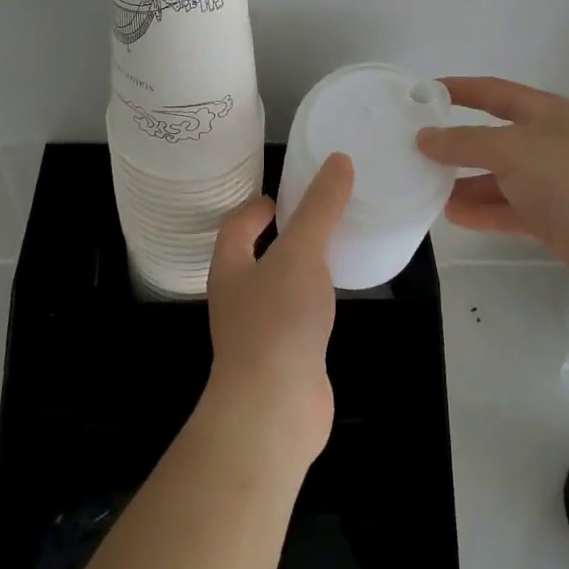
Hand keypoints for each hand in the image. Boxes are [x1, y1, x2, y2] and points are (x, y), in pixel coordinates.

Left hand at [203, 153, 353, 466]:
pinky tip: (335, 300)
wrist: (274, 408)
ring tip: (330, 252)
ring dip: (297, 269)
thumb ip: (320, 207)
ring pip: (276, 289)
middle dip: (278, 236)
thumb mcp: (301, 252)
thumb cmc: (278, 320)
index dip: (254, 208)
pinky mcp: (283, 359)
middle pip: (253, 257)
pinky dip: (313, 302)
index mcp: (230, 268)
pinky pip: (296, 319)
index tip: (279, 196)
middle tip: (314, 217)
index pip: (235, 226)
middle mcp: (237, 298)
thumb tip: (338, 160)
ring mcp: (258, 332)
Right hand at [415, 76, 568, 294]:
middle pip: (489, 138)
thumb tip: (424, 137)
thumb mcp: (513, 149)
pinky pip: (505, 211)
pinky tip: (450, 215)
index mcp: (541, 113)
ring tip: (422, 187)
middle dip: (454, 143)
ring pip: (495, 178)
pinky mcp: (549, 219)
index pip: (492, 92)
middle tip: (411, 150)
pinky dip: (480, 212)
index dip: (458, 90)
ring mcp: (547, 183)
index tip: (421, 94)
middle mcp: (543, 143)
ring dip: (462, 182)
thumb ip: (465, 142)